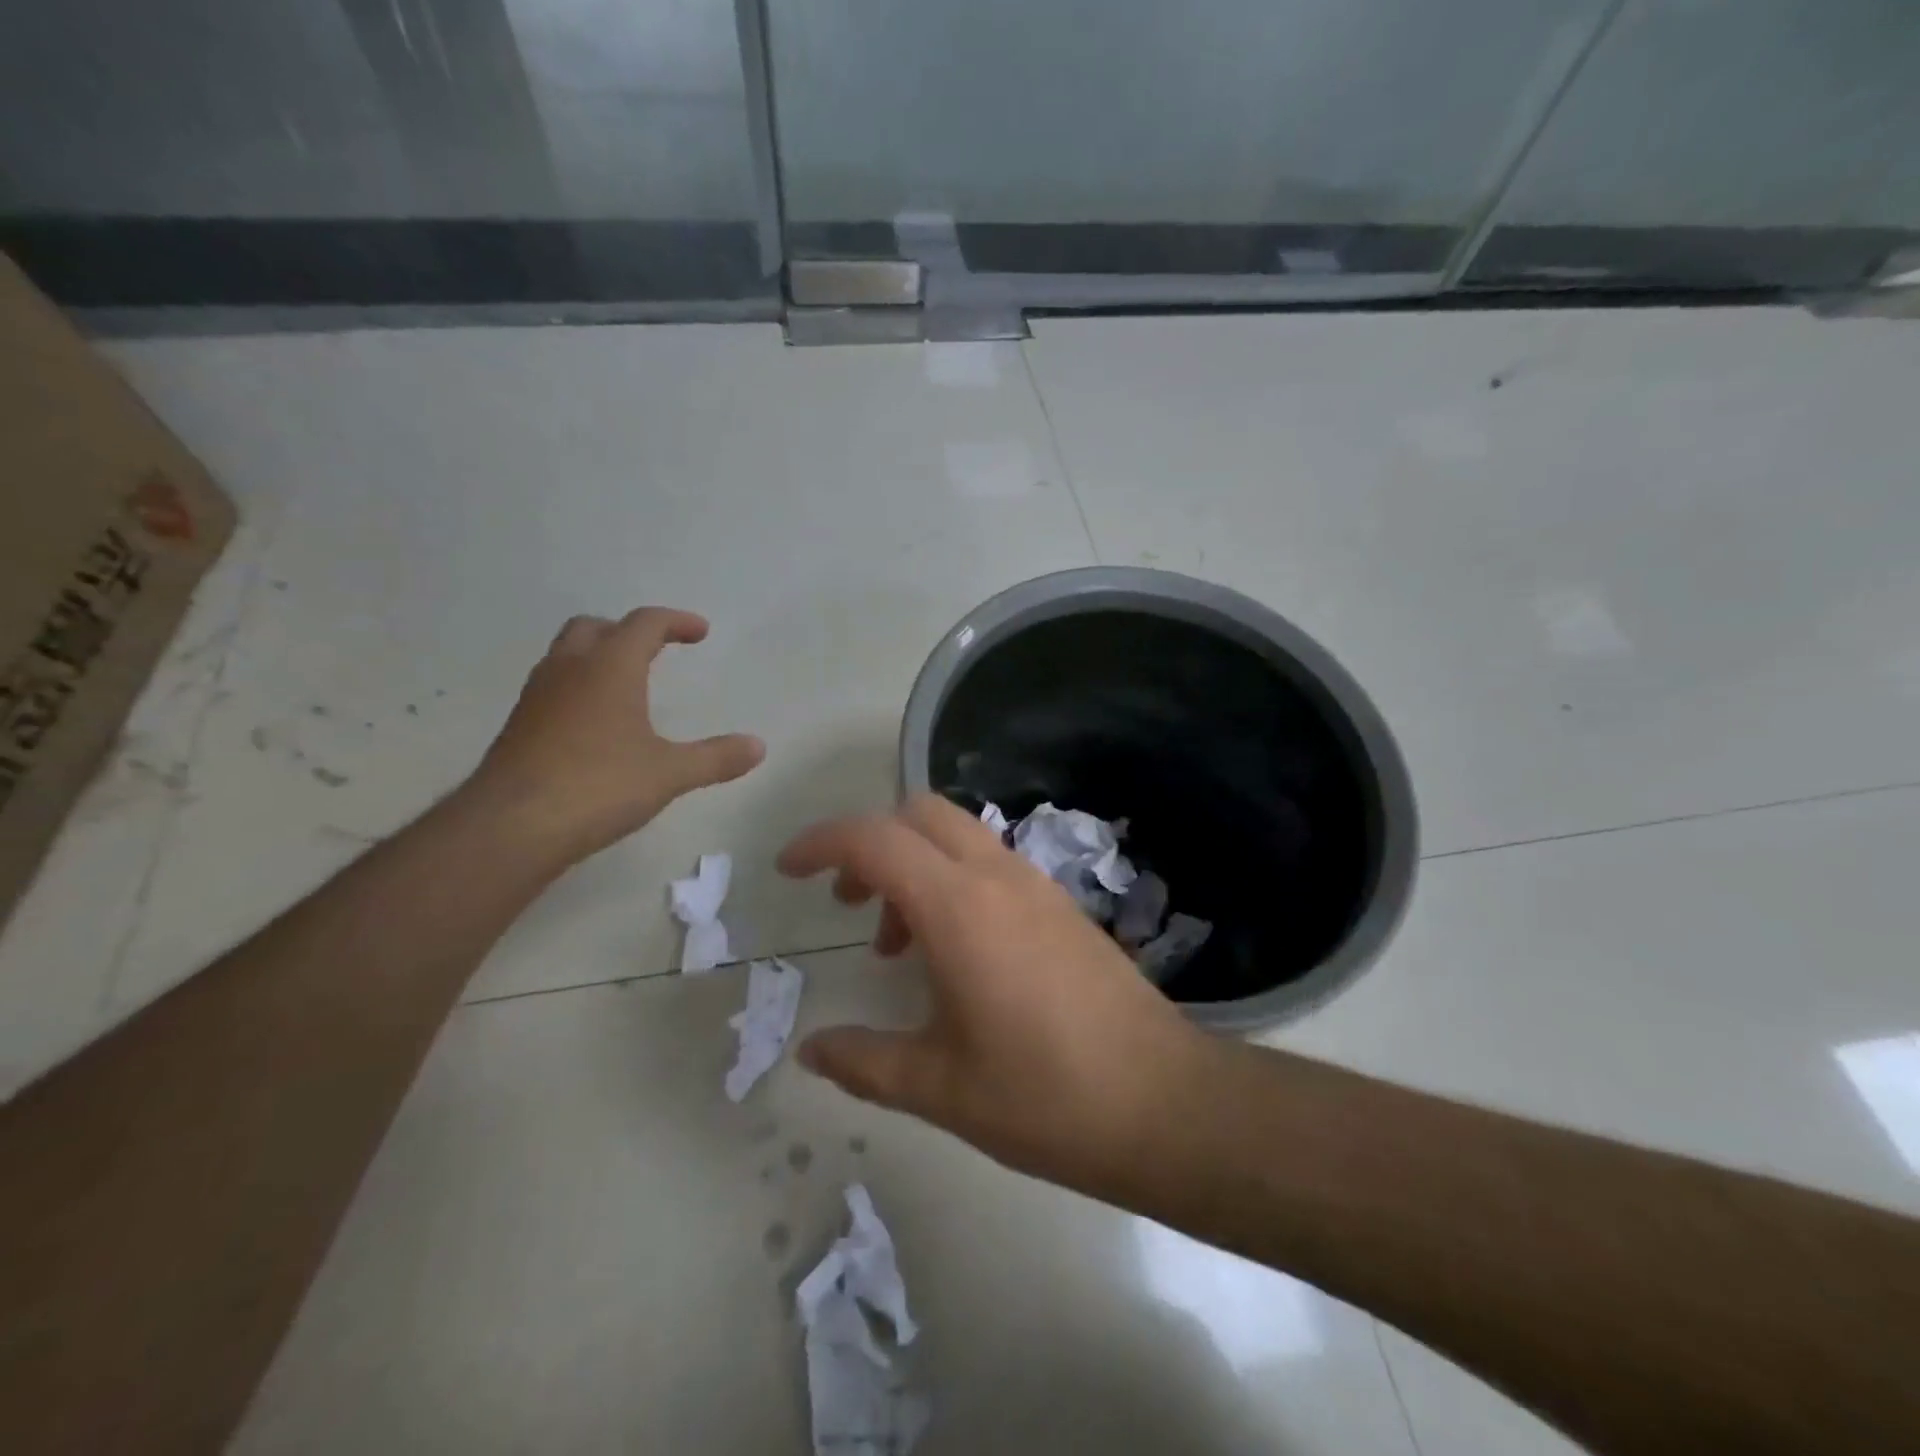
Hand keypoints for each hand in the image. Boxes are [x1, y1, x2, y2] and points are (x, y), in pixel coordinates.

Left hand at [466, 608, 763, 861]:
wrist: (511, 826)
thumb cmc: (599, 786)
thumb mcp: (669, 773)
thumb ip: (716, 757)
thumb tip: (759, 746)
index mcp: (610, 667)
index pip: (644, 623)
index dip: (676, 622)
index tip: (700, 632)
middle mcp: (569, 670)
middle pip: (595, 627)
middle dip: (628, 631)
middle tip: (655, 650)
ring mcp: (537, 697)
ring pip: (567, 655)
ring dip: (598, 656)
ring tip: (627, 684)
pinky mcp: (519, 726)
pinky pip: (553, 687)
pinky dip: (579, 687)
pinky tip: (595, 725)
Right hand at [777, 794, 1211, 1190]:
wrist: (1164, 1104)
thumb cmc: (1044, 1096)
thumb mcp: (939, 1087)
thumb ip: (864, 1062)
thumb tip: (812, 1049)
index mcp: (960, 907)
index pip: (874, 839)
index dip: (821, 843)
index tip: (788, 871)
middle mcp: (998, 877)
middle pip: (919, 813)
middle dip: (870, 843)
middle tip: (848, 904)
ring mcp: (1037, 885)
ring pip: (957, 835)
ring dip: (913, 865)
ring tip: (899, 945)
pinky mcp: (1062, 905)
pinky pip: (989, 864)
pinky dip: (951, 881)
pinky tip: (954, 954)